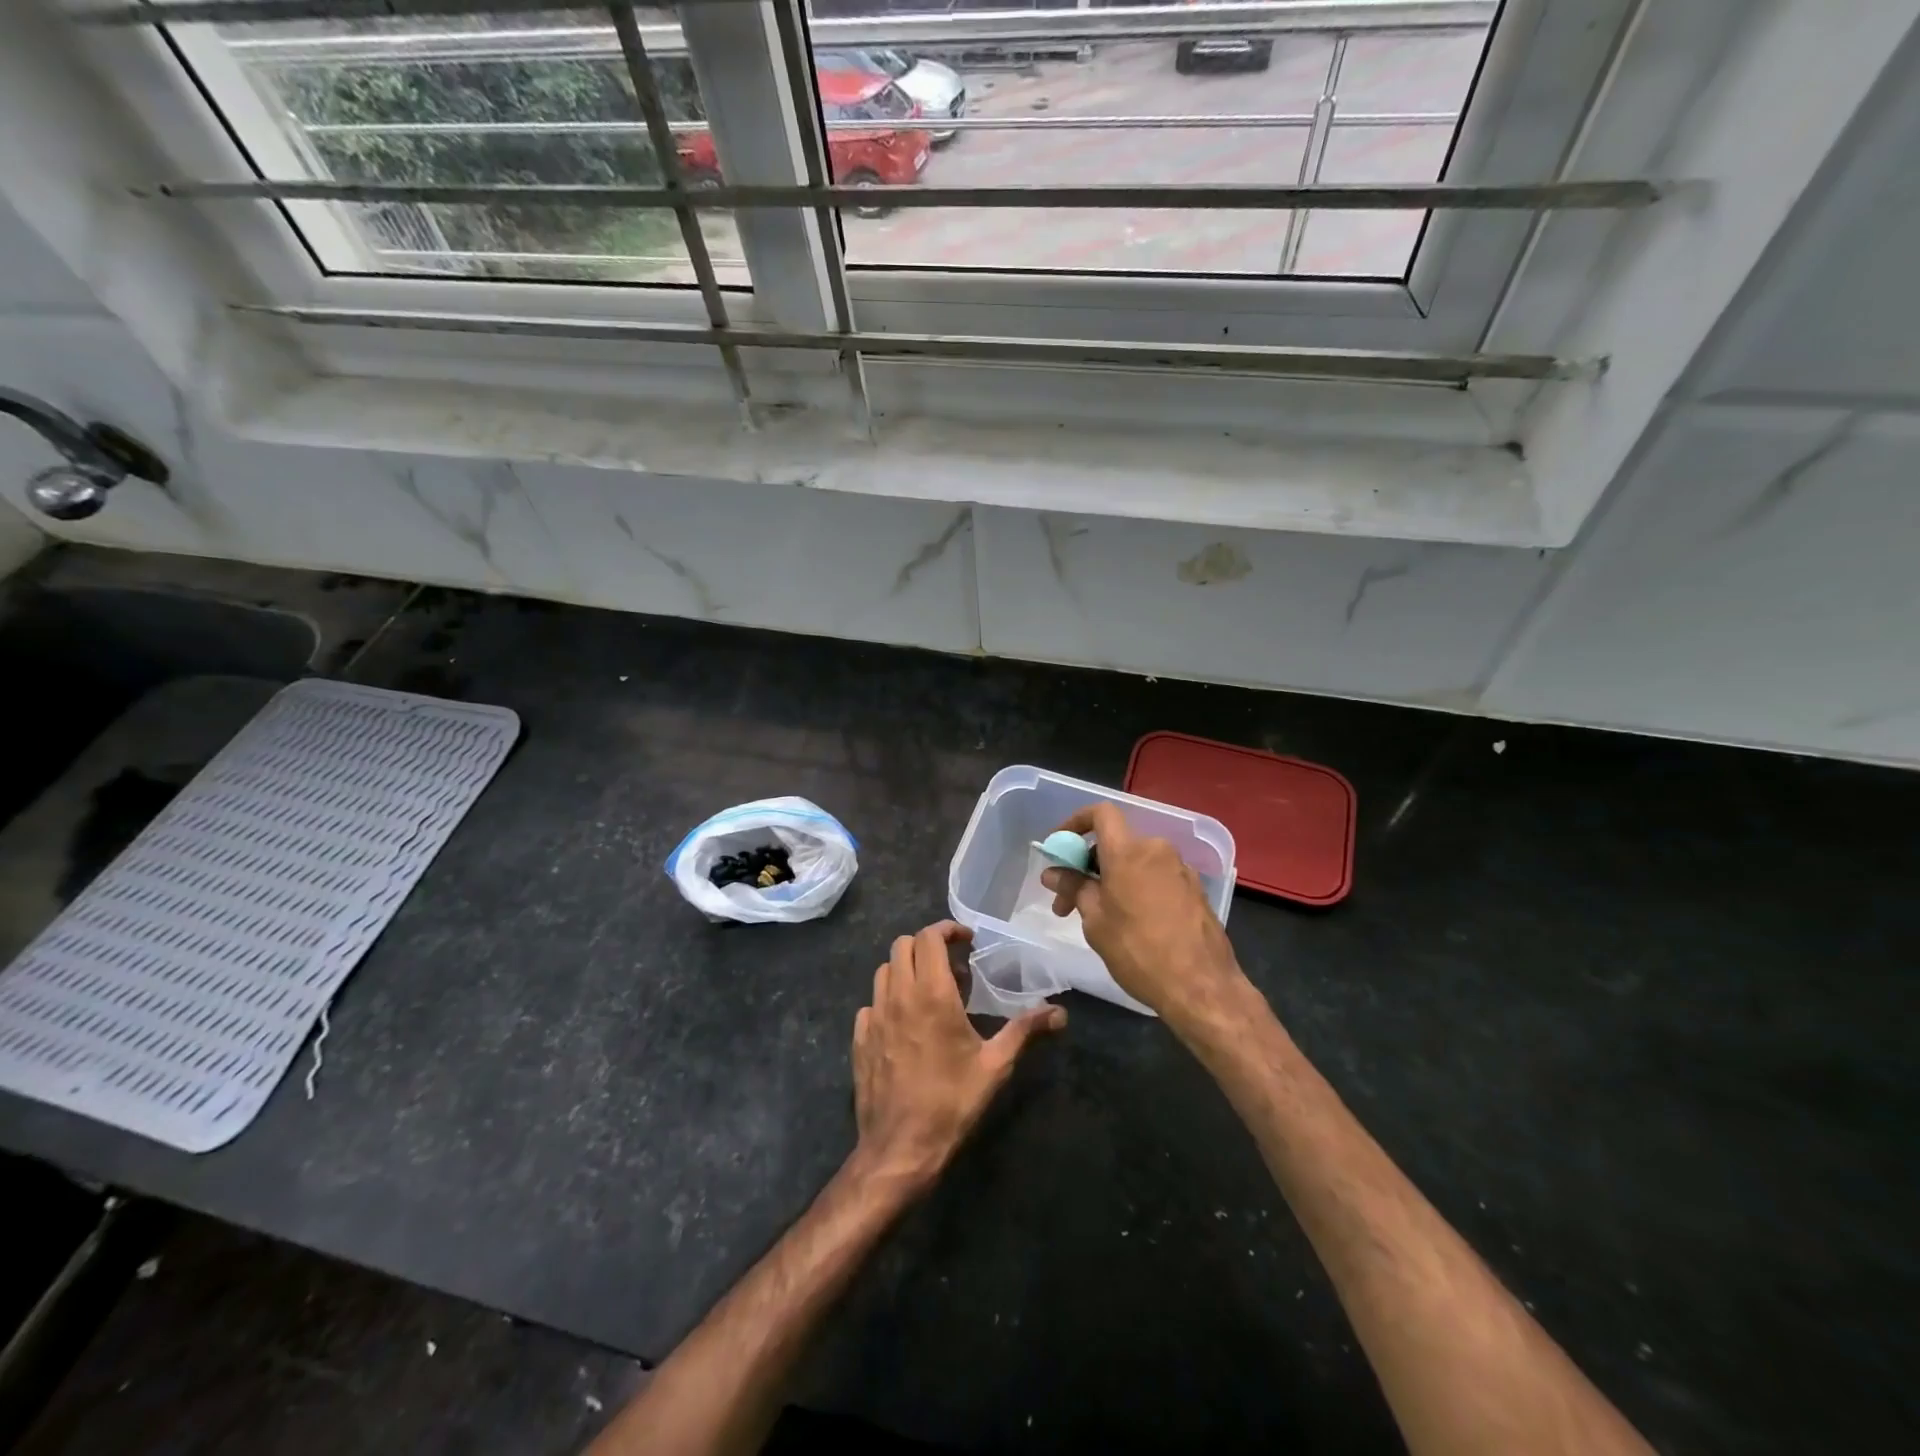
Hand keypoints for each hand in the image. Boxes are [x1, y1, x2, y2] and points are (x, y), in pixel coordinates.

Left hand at [851, 920, 1065, 1195]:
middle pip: (903, 946)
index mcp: (931, 993)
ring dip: (906, 970)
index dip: (947, 929)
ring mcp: (874, 1016)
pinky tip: (906, 1024)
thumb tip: (1060, 1013)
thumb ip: (1025, 1031)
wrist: (900, 1147)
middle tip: (953, 968)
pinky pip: (872, 1002)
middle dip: (927, 946)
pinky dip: (889, 999)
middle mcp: (898, 995)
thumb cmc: (951, 1102)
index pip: (928, 937)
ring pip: (884, 971)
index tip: (966, 940)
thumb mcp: (995, 1066)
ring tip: (930, 992)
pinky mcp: (860, 1038)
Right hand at [1041, 803, 1245, 1026]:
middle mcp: (1157, 850)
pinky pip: (1155, 877)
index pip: (1101, 813)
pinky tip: (1129, 923)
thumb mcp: (1095, 921)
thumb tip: (1053, 873)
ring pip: (1135, 862)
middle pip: (1115, 842)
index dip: (1076, 822)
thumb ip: (1073, 888)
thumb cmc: (1139, 950)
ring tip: (1097, 918)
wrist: (1201, 987)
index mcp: (1128, 851)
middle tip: (1067, 901)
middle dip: (1087, 866)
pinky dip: (1135, 889)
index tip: (1059, 846)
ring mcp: (1180, 869)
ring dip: (1111, 880)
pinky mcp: (1194, 890)